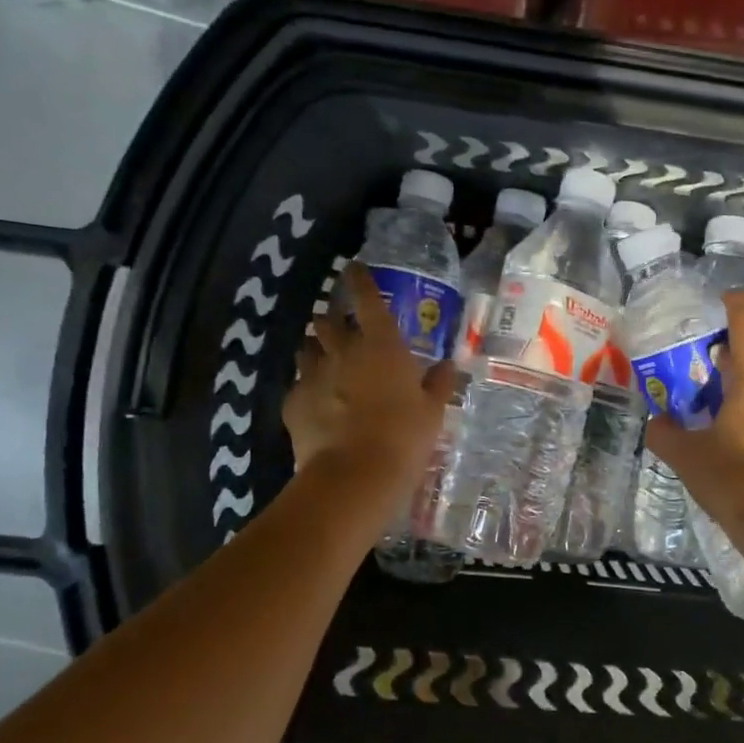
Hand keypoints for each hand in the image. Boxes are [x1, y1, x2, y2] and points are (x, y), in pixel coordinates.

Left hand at [284, 263, 458, 498]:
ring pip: (307, 348)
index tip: (353, 267)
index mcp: (382, 346)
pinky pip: (299, 384)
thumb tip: (449, 366)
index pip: (367, 299)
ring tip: (326, 360)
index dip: (359, 279)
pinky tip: (317, 401)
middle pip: (328, 320)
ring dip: (316, 348)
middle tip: (342, 327)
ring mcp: (314, 375)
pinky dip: (308, 386)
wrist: (355, 475)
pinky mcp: (293, 402)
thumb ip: (439, 384)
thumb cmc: (404, 437)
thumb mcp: (432, 412)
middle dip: (333, 318)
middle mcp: (343, 351)